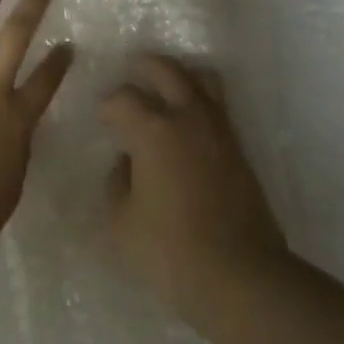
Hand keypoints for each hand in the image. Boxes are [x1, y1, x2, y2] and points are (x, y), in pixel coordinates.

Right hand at [100, 54, 290, 319]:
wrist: (240, 276)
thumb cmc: (171, 252)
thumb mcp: (122, 223)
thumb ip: (117, 183)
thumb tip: (126, 162)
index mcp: (154, 129)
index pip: (124, 98)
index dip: (108, 105)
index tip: (102, 118)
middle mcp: (188, 116)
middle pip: (167, 69)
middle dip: (144, 67)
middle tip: (131, 74)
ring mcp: (219, 128)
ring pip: (201, 78)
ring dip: (179, 76)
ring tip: (164, 89)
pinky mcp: (238, 146)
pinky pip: (216, 104)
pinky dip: (199, 99)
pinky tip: (186, 123)